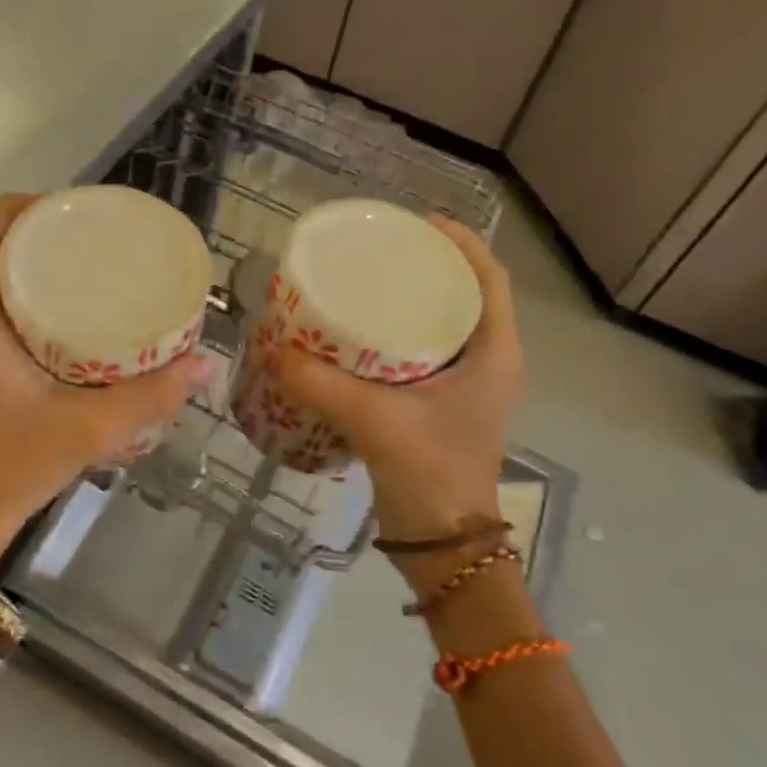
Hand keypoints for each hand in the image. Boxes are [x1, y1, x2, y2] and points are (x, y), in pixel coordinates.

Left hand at [0, 194, 209, 572]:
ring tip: (76, 261)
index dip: (20, 208)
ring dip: (19, 260)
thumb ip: (151, 396)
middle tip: (86, 234)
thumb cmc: (17, 466)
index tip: (69, 207)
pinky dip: (12, 289)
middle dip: (29, 230)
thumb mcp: (91, 430)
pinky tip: (55, 307)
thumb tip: (205, 362)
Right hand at [274, 217, 521, 543]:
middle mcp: (489, 362)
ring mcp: (468, 385)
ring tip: (371, 280)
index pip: (491, 279)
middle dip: (431, 266)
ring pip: (449, 323)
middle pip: (469, 294)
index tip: (418, 222)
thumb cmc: (428, 473)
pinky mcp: (445, 404)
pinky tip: (363, 332)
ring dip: (417, 299)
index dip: (460, 243)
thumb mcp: (372, 420)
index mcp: (494, 354)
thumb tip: (273, 348)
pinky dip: (402, 332)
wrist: (443, 543)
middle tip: (383, 249)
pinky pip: (429, 351)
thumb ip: (320, 382)